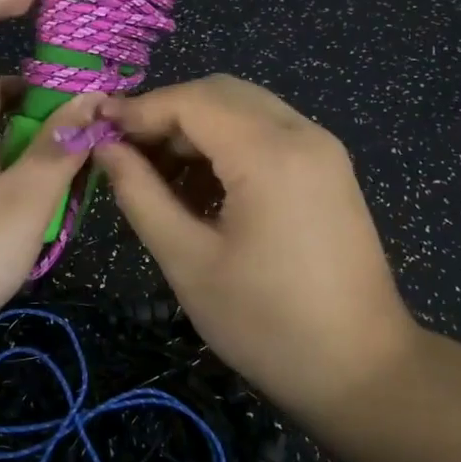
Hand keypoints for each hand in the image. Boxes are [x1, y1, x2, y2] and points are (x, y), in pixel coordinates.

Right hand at [95, 75, 418, 416]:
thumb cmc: (266, 323)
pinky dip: (229, 143)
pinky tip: (203, 186)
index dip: (139, 110)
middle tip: (127, 154)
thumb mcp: (189, 261)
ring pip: (245, 108)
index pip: (191, 100)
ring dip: (197, 128)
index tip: (98, 132)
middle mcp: (302, 133)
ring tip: (159, 174)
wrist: (362, 369)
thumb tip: (106, 149)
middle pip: (220, 93)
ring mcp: (323, 149)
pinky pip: (269, 132)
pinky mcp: (330, 168)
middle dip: (167, 114)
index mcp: (269, 153)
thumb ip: (141, 195)